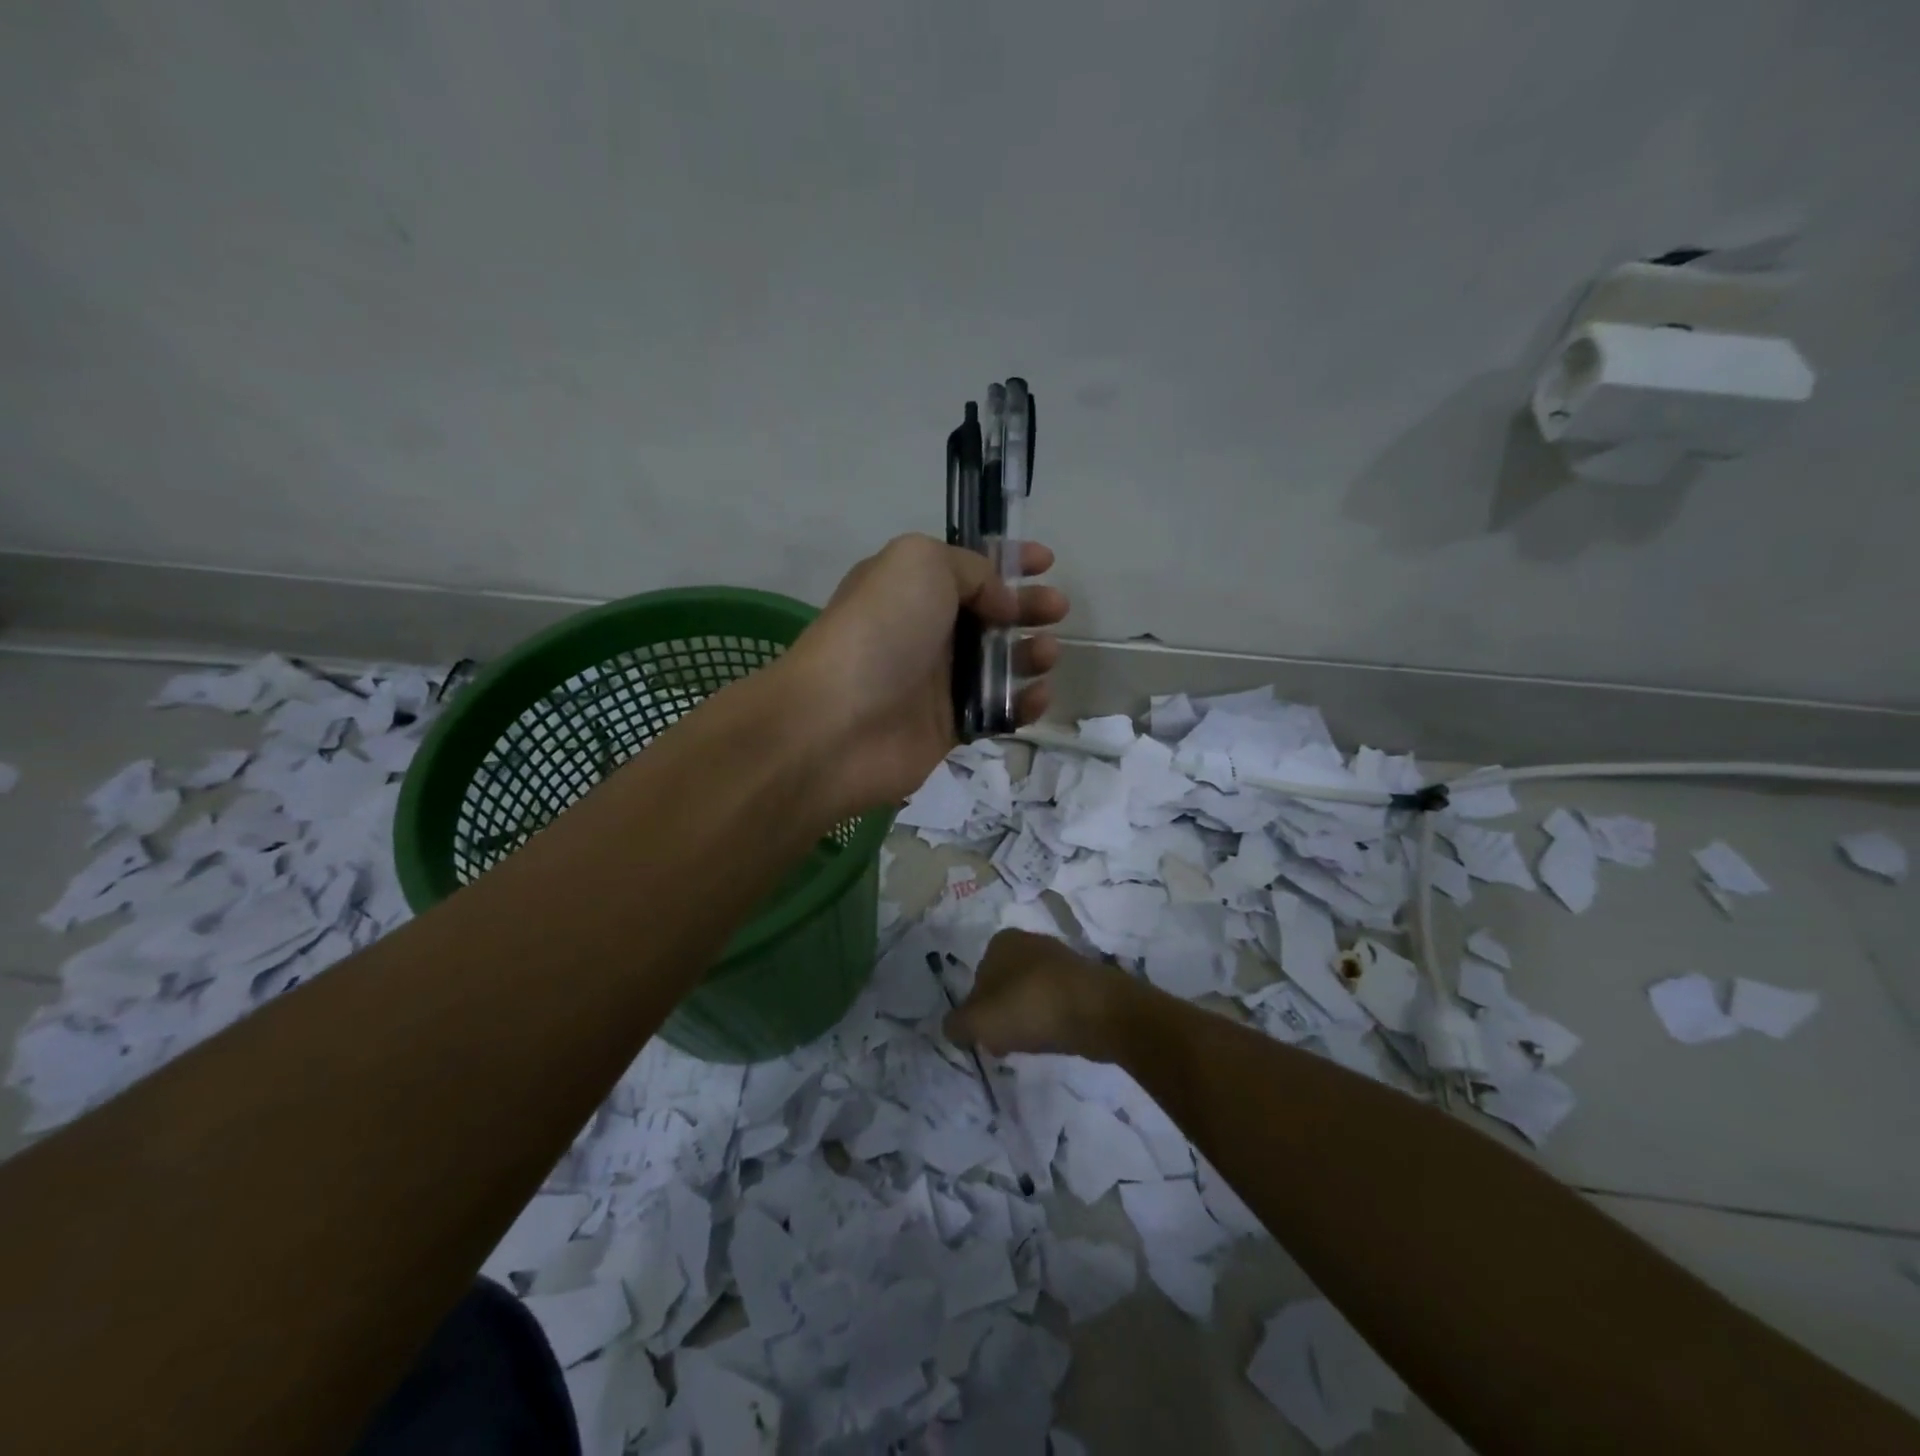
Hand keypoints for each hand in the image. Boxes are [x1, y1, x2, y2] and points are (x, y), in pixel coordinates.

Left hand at [782, 533, 1068, 815]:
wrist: (838, 724)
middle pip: (988, 615)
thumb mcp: (921, 565)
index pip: (966, 568)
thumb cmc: (880, 632)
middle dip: (1027, 607)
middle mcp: (923, 632)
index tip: (1045, 561)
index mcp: (910, 588)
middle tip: (1057, 608)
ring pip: (996, 664)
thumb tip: (999, 604)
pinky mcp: (947, 728)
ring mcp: (934, 682)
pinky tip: (1038, 695)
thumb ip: (970, 569)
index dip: (1007, 560)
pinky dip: (1023, 703)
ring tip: (1046, 652)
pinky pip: (996, 711)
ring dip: (1029, 654)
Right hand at [943, 930, 1134, 1061]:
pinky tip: (1056, 1038)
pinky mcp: (1084, 979)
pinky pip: (1056, 1002)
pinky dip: (1052, 1020)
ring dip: (1027, 1019)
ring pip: (1030, 995)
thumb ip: (956, 1024)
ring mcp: (1060, 959)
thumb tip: (952, 1027)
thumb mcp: (978, 1022)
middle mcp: (1030, 941)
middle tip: (1005, 1044)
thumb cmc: (1030, 1007)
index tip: (985, 1037)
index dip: (977, 1011)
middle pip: (1003, 987)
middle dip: (1002, 1016)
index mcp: (1001, 941)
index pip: (977, 979)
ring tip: (1033, 1045)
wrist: (1098, 1011)